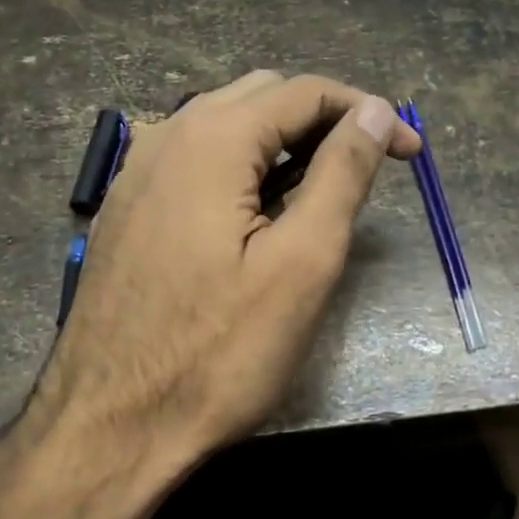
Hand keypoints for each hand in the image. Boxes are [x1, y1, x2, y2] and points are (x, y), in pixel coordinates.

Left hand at [32, 70, 419, 462]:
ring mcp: (137, 171)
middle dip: (325, 119)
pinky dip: (242, 164)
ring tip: (324, 187)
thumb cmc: (217, 353)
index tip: (410, 152)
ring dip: (283, 140)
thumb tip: (376, 112)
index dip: (367, 112)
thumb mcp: (302, 263)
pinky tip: (261, 211)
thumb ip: (342, 174)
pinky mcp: (128, 207)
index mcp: (211, 139)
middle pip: (262, 96)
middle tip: (370, 166)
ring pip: (226, 124)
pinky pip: (195, 158)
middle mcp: (166, 136)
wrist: (108, 427)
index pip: (304, 91)